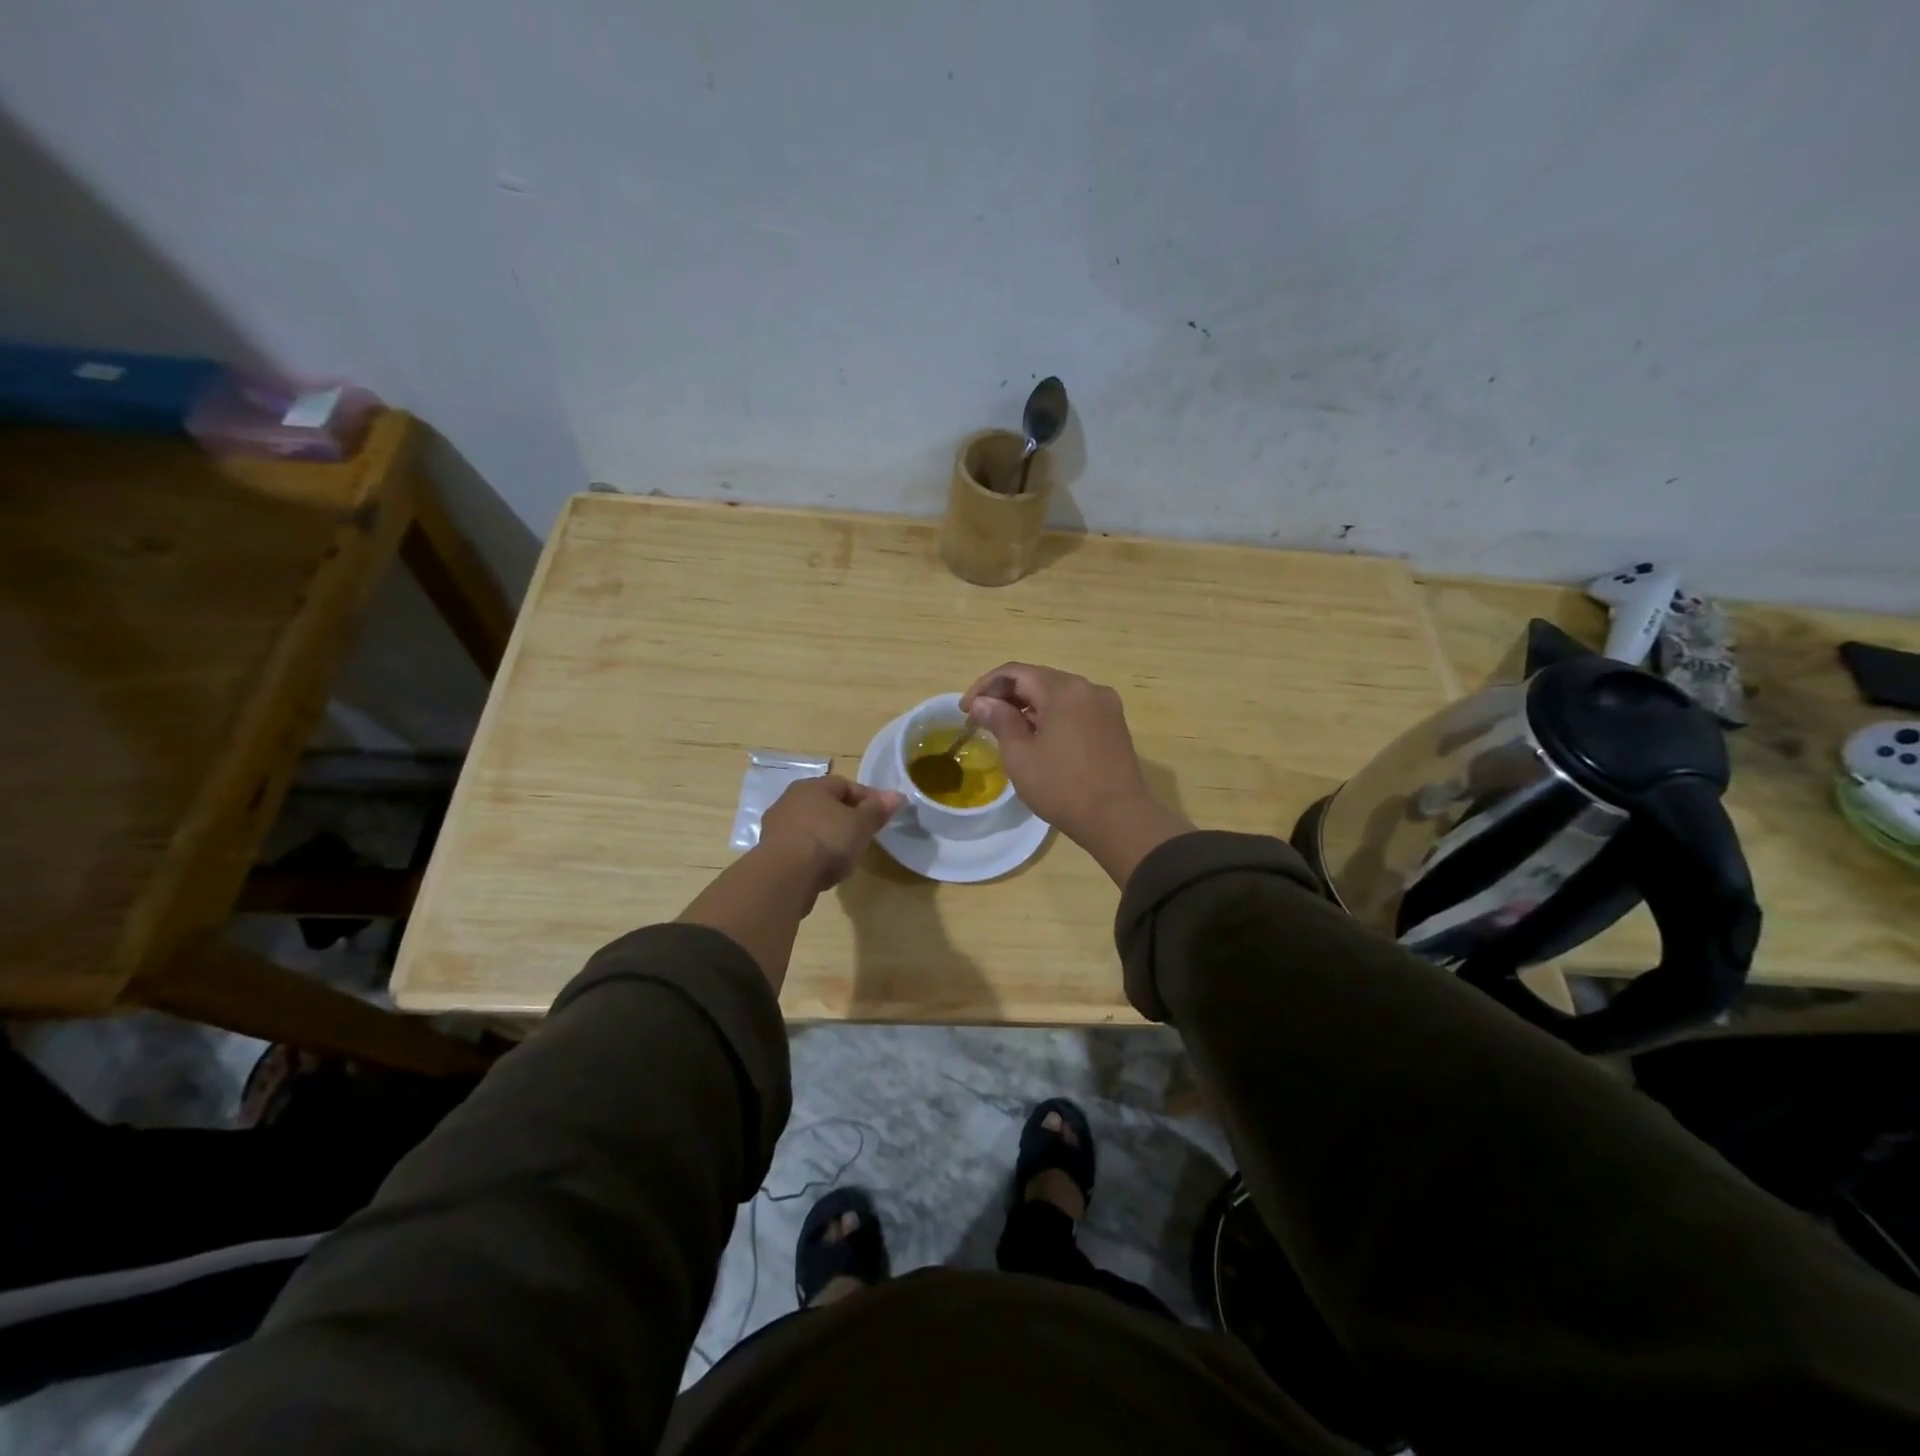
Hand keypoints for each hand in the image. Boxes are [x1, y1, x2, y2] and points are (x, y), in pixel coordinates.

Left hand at [757, 775, 902, 894]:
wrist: (784, 877)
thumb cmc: (828, 841)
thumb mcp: (861, 825)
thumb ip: (878, 809)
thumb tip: (897, 795)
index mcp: (813, 786)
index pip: (846, 785)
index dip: (868, 799)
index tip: (883, 816)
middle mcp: (790, 799)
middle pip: (826, 804)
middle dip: (847, 817)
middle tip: (865, 835)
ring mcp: (777, 826)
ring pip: (812, 825)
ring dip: (829, 835)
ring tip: (846, 854)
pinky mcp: (770, 851)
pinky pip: (800, 845)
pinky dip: (814, 852)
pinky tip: (824, 867)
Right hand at [961, 663, 1170, 850]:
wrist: (1119, 818)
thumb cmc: (1062, 787)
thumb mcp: (1020, 755)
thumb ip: (999, 720)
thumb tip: (983, 702)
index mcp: (1063, 689)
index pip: (1015, 672)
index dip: (985, 687)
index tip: (965, 710)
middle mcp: (1088, 688)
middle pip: (1038, 679)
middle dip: (1007, 695)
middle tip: (982, 719)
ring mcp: (1105, 705)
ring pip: (1058, 694)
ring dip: (1029, 706)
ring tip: (1007, 730)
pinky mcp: (1114, 724)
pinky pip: (1075, 709)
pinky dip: (1052, 715)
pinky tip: (1039, 738)